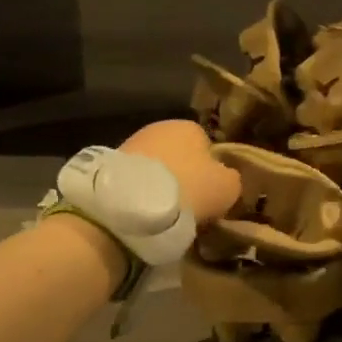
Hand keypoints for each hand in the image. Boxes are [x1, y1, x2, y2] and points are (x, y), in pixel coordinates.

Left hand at [121, 120, 240, 225]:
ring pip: (157, 169)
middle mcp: (159, 128)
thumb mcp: (228, 187)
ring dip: (162, 187)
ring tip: (167, 215)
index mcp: (190, 126)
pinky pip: (137, 181)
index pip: (208, 147)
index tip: (211, 195)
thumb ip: (231, 179)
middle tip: (191, 206)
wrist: (134, 204)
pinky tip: (145, 213)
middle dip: (184, 177)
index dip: (212, 172)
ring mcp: (131, 145)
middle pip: (180, 156)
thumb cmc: (190, 188)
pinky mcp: (110, 167)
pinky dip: (142, 194)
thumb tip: (225, 179)